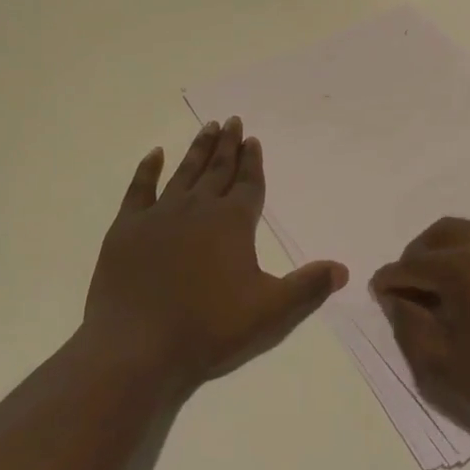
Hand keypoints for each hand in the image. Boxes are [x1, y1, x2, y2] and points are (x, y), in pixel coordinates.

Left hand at [83, 117, 347, 392]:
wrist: (137, 348)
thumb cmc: (209, 330)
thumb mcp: (271, 313)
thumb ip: (308, 287)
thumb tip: (342, 269)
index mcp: (233, 222)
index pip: (248, 183)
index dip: (252, 161)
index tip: (253, 139)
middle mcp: (198, 208)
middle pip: (218, 169)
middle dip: (228, 145)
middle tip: (232, 121)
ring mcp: (160, 215)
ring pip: (184, 173)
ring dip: (198, 150)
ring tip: (208, 127)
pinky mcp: (127, 229)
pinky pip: (139, 189)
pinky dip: (148, 170)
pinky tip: (154, 154)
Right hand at [371, 219, 469, 438]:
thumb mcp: (443, 362)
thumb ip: (409, 323)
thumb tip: (394, 297)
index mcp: (465, 265)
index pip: (414, 264)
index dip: (391, 281)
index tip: (377, 293)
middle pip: (439, 235)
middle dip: (417, 258)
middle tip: (406, 290)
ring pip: (465, 235)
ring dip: (443, 255)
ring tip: (435, 293)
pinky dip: (469, 258)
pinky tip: (467, 294)